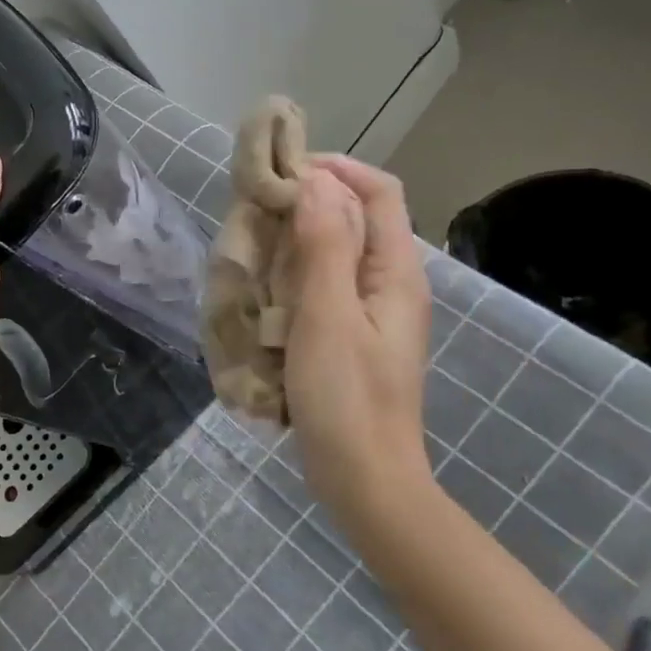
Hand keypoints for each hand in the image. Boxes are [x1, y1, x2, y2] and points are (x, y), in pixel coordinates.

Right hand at [284, 155, 432, 511]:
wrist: (364, 480)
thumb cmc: (347, 399)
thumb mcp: (328, 317)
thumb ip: (324, 247)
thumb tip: (317, 181)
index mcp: (396, 271)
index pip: (379, 191)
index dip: (336, 170)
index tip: (283, 173)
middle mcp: (390, 284)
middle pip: (357, 218)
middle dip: (309, 205)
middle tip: (257, 212)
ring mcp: (372, 313)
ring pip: (336, 253)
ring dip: (297, 242)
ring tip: (254, 246)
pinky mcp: (351, 338)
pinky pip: (325, 288)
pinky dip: (295, 278)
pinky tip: (264, 292)